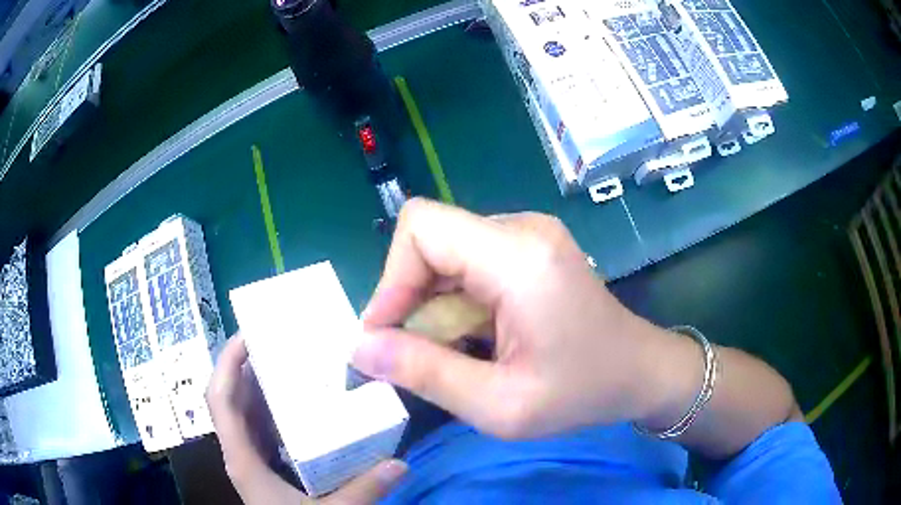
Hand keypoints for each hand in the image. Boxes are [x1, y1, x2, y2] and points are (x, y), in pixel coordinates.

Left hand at [207, 335, 407, 502]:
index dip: (226, 362)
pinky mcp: (263, 467)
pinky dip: (273, 410)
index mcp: (242, 459)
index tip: (248, 334)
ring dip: (260, 386)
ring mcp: (250, 459)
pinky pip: (261, 428)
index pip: (220, 399)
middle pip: (231, 398)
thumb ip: (363, 490)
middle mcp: (240, 452)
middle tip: (281, 342)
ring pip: (245, 412)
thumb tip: (401, 463)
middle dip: (248, 366)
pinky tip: (300, 406)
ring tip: (291, 363)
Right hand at [352, 198, 680, 438]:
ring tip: (451, 353)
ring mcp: (528, 235)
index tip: (386, 336)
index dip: (391, 279)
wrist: (641, 371)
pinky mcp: (530, 248)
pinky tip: (474, 337)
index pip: (421, 228)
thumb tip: (360, 348)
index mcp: (519, 257)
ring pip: (445, 254)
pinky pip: (469, 262)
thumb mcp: (499, 404)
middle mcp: (522, 229)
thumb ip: (425, 374)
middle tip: (413, 355)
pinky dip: (455, 301)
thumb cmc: (582, 393)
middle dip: (409, 299)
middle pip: (430, 240)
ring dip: (432, 304)